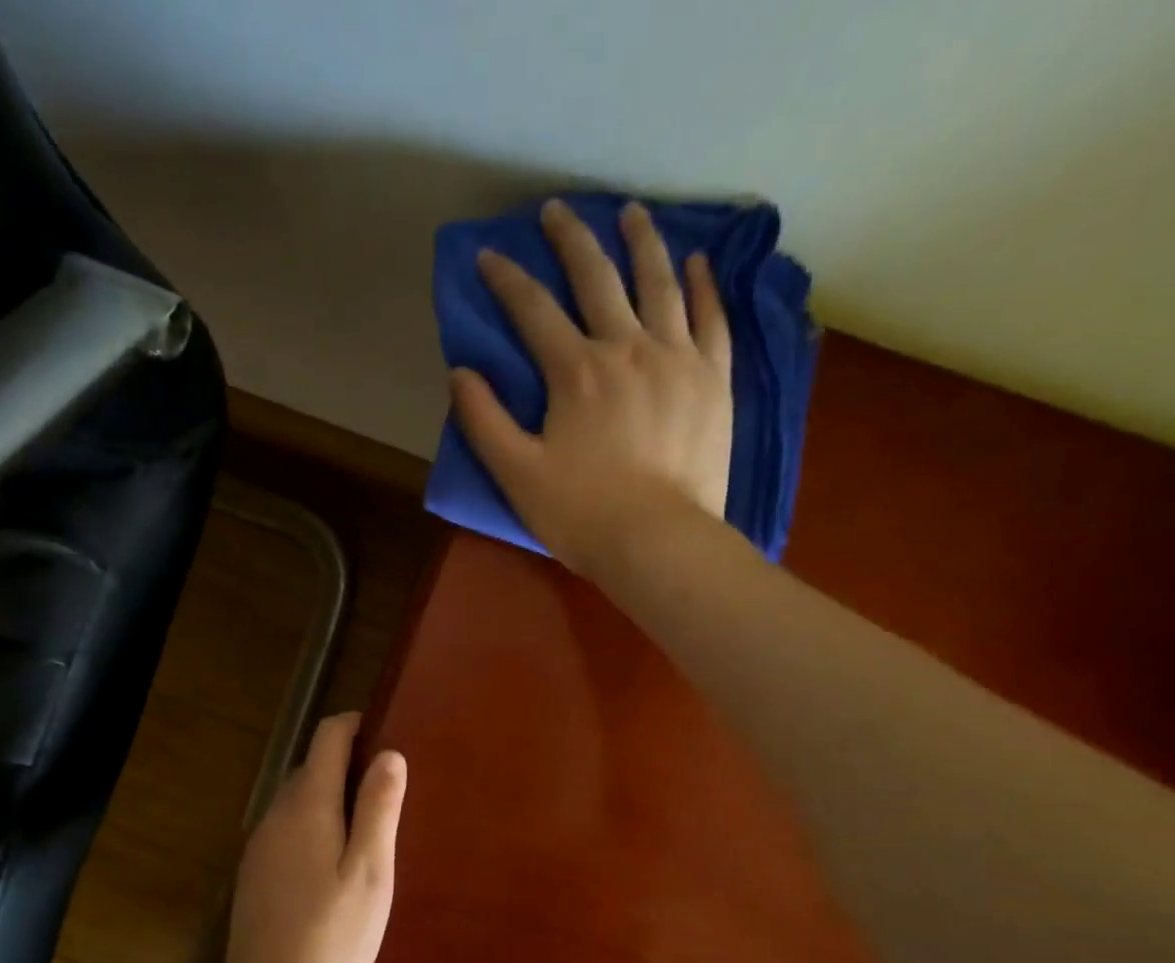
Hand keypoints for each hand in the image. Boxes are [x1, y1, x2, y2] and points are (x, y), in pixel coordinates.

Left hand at [218, 712, 406, 962]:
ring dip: (333, 797)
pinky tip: (336, 863)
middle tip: (389, 793)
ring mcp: (261, 842)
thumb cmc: (333, 934)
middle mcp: (277, 813)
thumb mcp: (370, 872)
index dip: (356, 726)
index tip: (387, 736)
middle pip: (312, 766)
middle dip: (349, 766)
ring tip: (370, 830)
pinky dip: (315, 824)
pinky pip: (290, 827)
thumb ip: (378, 808)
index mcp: (307, 805)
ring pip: (300, 798)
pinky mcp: (256, 869)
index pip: (326, 737)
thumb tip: (388, 753)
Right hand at [450, 198, 734, 576]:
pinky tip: (695, 261)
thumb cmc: (581, 514)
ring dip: (641, 242)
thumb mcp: (516, 474)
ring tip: (630, 213)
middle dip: (571, 240)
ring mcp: (677, 358)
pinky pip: (710, 318)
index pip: (533, 310)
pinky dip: (702, 285)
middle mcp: (627, 348)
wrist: (658, 541)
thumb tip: (461, 373)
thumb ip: (484, 421)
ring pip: (659, 283)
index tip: (489, 255)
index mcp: (576, 371)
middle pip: (597, 278)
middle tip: (557, 210)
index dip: (506, 279)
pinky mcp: (713, 379)